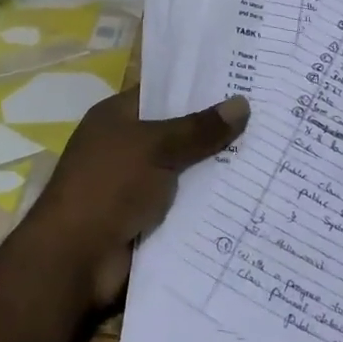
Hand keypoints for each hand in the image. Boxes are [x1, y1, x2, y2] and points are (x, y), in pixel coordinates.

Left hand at [21, 88, 248, 307]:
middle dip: (216, 130)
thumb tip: (243, 103)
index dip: (199, 87)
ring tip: (268, 156)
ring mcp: (134, 185)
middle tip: (267, 119)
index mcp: (117, 117)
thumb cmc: (108, 187)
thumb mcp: (156, 147)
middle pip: (178, 132)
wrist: (74, 260)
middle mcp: (125, 147)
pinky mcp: (146, 219)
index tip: (242, 82)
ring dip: (216, 170)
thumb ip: (199, 129)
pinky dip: (207, 203)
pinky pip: (184, 204)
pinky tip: (248, 196)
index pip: (163, 92)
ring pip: (185, 170)